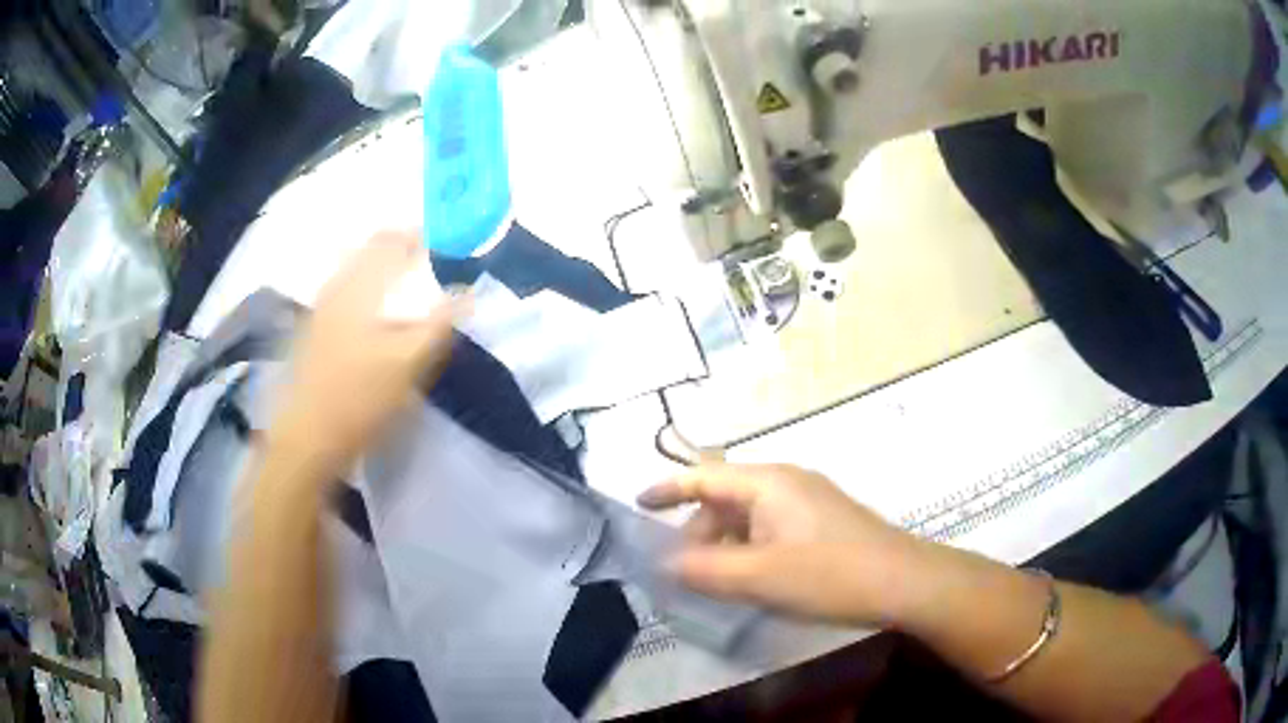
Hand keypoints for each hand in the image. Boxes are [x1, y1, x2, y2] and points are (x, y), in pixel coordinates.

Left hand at [266, 232, 456, 476]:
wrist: (309, 436)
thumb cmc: (360, 398)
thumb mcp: (408, 364)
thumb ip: (438, 324)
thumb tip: (467, 295)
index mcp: (359, 288)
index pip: (392, 242)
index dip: (421, 237)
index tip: (445, 245)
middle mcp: (336, 288)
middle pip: (370, 250)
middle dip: (401, 248)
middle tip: (428, 262)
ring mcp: (321, 308)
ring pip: (355, 269)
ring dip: (382, 267)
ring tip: (405, 284)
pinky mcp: (314, 329)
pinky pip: (344, 290)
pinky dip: (366, 286)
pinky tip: (376, 311)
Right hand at [638, 463, 933, 625]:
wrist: (905, 582)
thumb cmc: (830, 574)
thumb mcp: (760, 577)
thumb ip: (705, 570)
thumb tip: (662, 563)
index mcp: (768, 483)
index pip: (704, 476)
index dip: (667, 489)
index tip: (637, 507)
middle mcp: (786, 483)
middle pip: (725, 500)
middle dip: (697, 535)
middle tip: (682, 576)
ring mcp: (807, 503)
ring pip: (748, 520)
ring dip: (724, 548)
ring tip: (715, 586)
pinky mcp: (821, 524)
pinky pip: (769, 531)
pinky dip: (748, 553)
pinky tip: (751, 583)